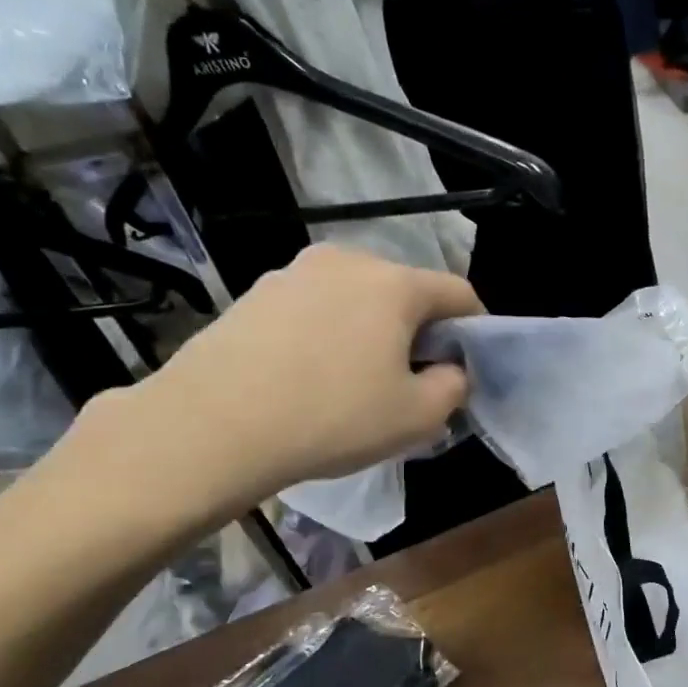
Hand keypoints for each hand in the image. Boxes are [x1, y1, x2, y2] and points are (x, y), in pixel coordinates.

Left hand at [57, 245, 482, 537]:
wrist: (213, 425)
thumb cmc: (333, 417)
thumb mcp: (418, 417)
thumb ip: (455, 386)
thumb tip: (450, 369)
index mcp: (394, 283)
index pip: (458, 292)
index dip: (474, 329)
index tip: (465, 367)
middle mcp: (346, 261)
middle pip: (405, 292)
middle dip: (419, 332)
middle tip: (410, 381)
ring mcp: (294, 272)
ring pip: (357, 300)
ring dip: (372, 332)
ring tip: (356, 382)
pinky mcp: (255, 293)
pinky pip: (315, 309)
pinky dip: (329, 335)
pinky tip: (311, 377)